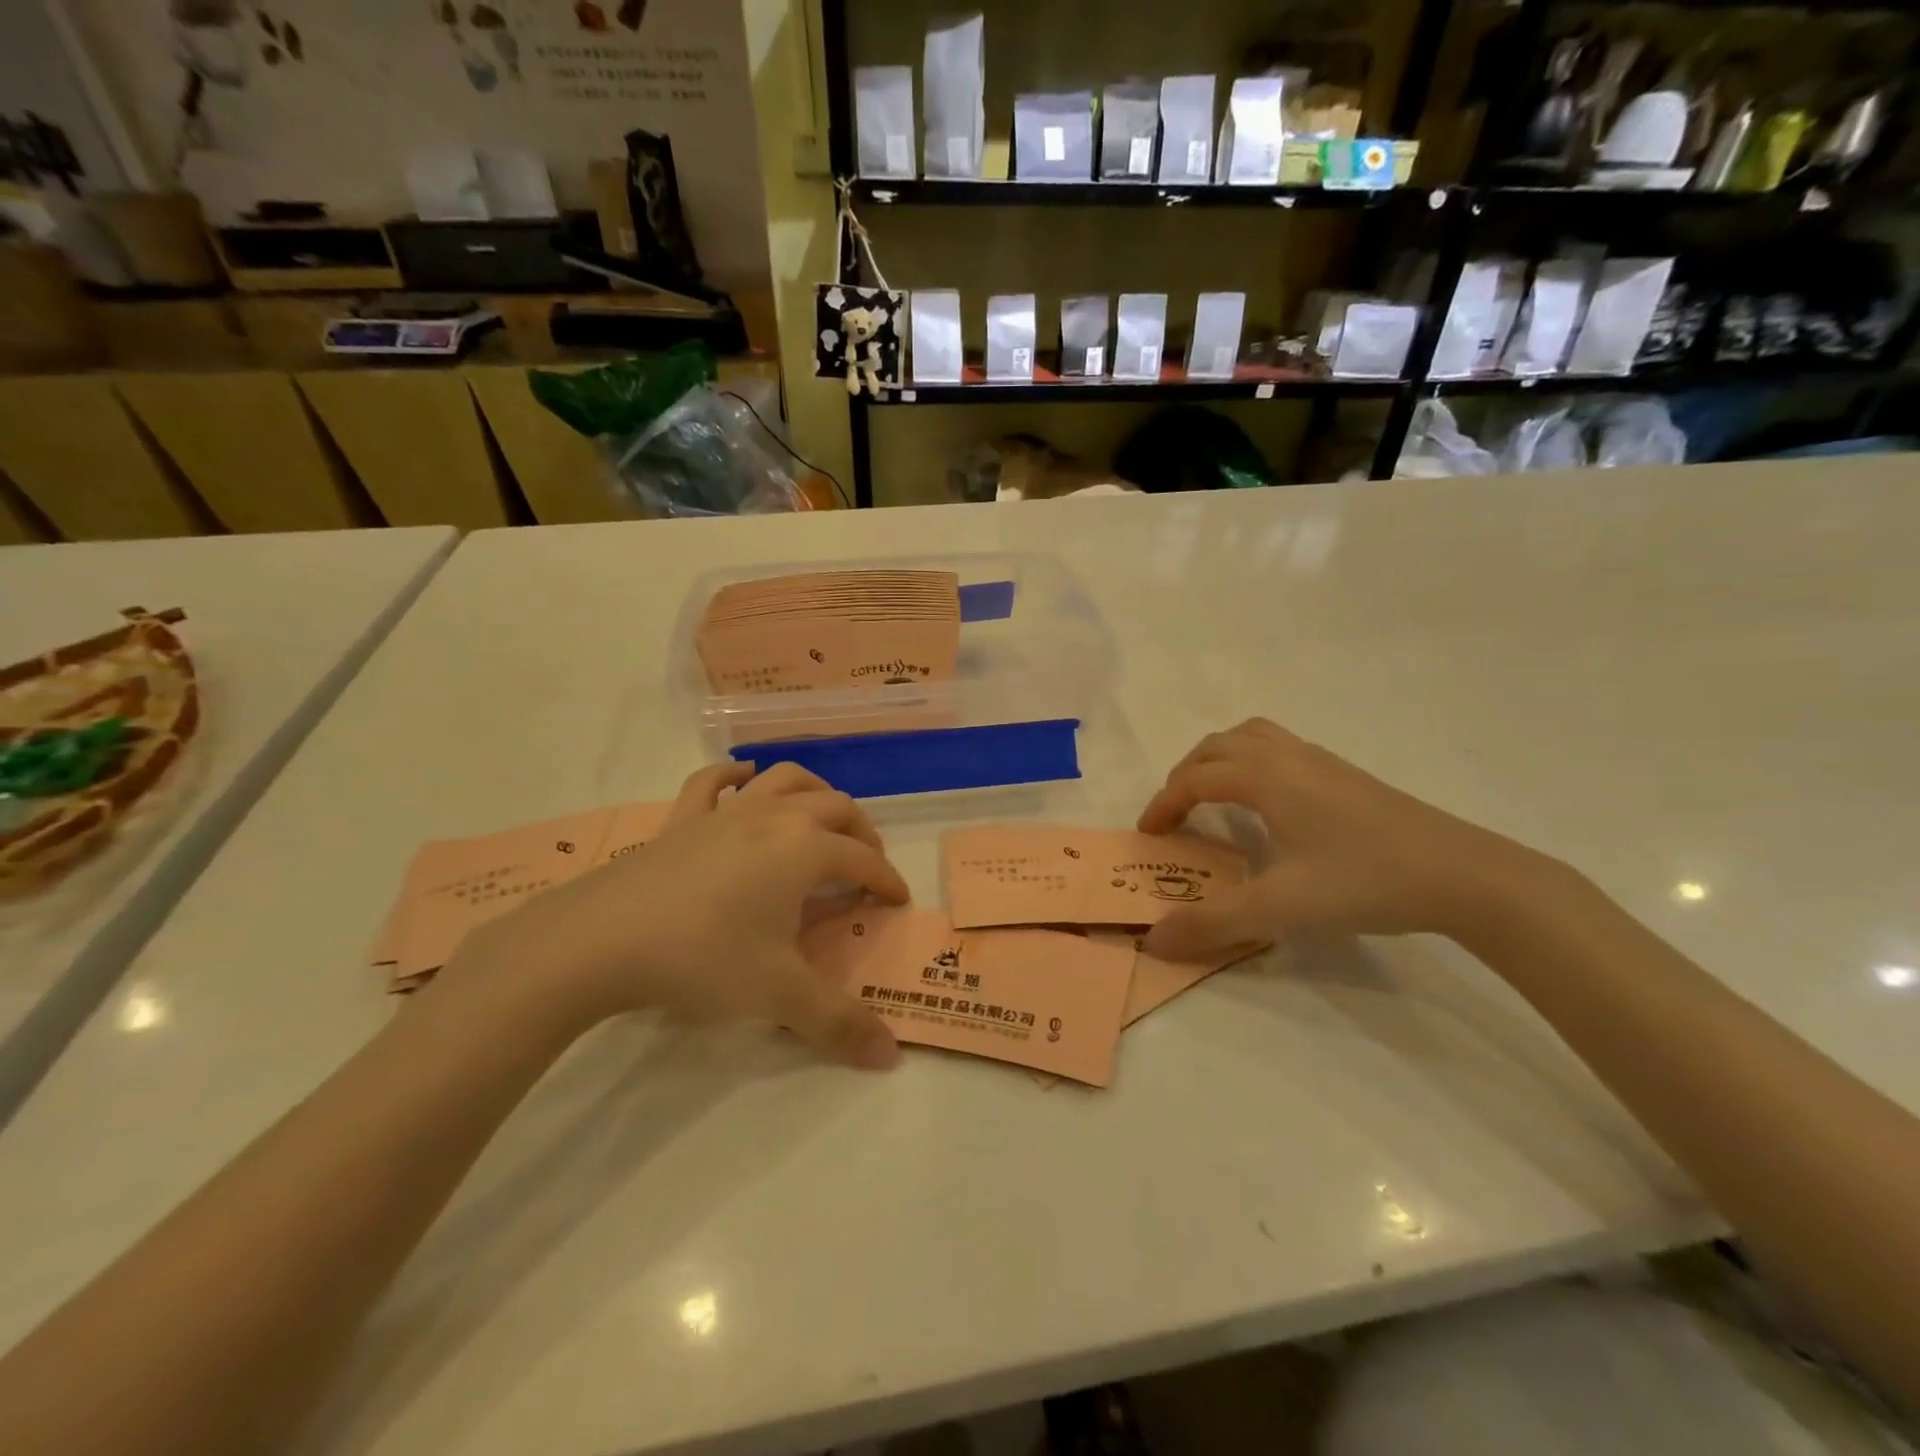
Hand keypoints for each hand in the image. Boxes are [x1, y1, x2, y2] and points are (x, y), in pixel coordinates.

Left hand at [453, 763, 907, 1069]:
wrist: (601, 939)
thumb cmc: (704, 957)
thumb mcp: (779, 995)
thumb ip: (839, 1023)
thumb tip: (891, 1057)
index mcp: (806, 849)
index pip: (863, 860)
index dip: (887, 880)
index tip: (897, 901)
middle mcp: (774, 817)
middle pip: (835, 808)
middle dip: (861, 833)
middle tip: (865, 865)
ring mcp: (726, 812)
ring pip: (784, 779)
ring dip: (813, 790)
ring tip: (821, 815)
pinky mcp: (682, 819)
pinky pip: (712, 782)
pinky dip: (733, 774)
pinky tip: (741, 779)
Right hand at [1138, 719, 1554, 958]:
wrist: (1466, 876)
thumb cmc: (1366, 882)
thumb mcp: (1280, 909)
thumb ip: (1212, 923)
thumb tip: (1153, 940)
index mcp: (1265, 778)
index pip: (1194, 779)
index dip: (1163, 805)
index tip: (1148, 837)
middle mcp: (1288, 757)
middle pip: (1217, 746)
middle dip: (1185, 776)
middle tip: (1175, 816)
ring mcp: (1322, 761)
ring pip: (1252, 738)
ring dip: (1219, 760)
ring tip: (1213, 797)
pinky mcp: (1348, 775)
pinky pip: (1280, 749)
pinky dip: (1252, 763)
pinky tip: (1269, 806)